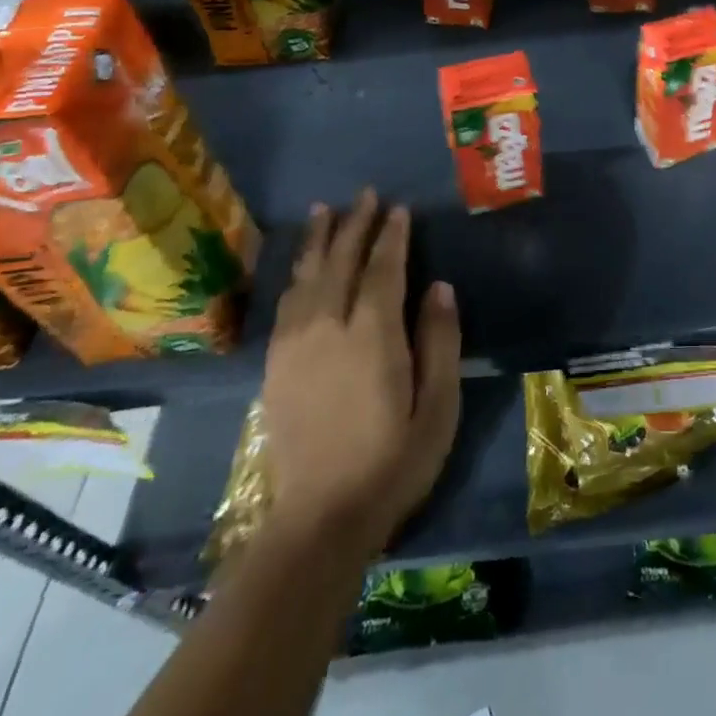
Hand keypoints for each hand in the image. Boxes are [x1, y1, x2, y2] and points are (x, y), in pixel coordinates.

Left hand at [259, 189, 461, 553]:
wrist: (320, 520)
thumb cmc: (393, 462)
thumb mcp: (438, 406)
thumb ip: (440, 341)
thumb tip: (439, 287)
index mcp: (373, 336)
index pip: (383, 269)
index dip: (392, 236)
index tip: (399, 209)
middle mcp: (329, 329)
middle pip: (341, 263)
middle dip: (355, 225)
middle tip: (365, 194)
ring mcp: (296, 347)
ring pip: (307, 277)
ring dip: (319, 241)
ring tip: (325, 211)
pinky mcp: (276, 366)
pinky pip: (286, 304)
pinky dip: (295, 274)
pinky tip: (301, 266)